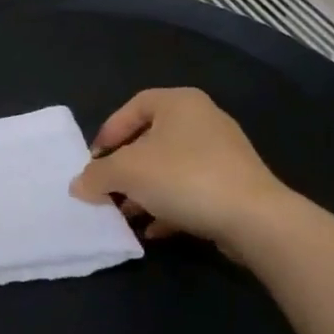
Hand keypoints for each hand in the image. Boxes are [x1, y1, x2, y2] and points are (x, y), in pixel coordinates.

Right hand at [70, 88, 297, 256]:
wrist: (255, 219)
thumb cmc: (183, 178)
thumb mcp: (126, 172)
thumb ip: (96, 175)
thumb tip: (79, 185)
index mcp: (179, 103)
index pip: (132, 107)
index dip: (108, 132)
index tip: (94, 161)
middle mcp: (203, 120)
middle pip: (150, 140)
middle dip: (125, 168)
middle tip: (107, 189)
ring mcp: (223, 154)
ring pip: (170, 168)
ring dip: (144, 191)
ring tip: (126, 214)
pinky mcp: (235, 185)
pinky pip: (191, 190)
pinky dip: (169, 206)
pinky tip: (154, 230)